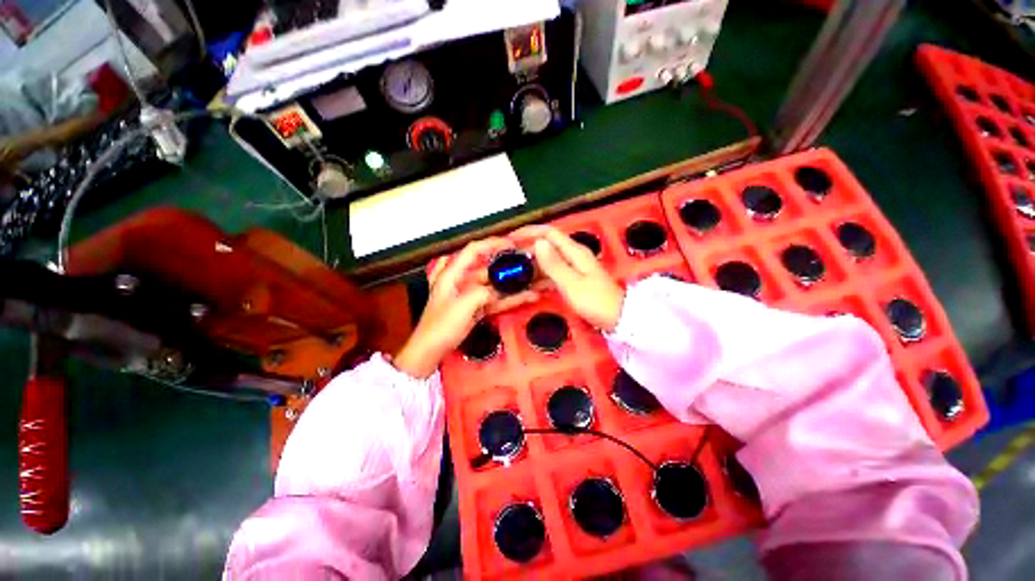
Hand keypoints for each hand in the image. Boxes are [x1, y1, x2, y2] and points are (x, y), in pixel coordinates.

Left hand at [394, 238, 538, 377]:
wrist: (430, 351)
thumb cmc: (439, 328)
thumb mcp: (461, 306)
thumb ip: (482, 293)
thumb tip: (498, 290)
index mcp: (451, 274)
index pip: (474, 250)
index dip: (493, 244)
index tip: (511, 245)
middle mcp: (461, 281)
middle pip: (488, 268)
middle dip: (507, 267)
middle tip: (527, 266)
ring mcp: (469, 295)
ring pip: (494, 285)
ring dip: (511, 285)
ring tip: (531, 283)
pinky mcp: (475, 307)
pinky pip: (494, 299)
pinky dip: (508, 299)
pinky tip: (524, 297)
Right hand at [514, 225, 625, 331]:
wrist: (618, 318)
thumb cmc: (595, 301)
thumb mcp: (571, 283)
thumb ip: (553, 263)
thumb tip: (538, 242)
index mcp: (574, 251)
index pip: (548, 233)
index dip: (529, 232)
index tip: (511, 238)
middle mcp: (573, 255)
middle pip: (547, 245)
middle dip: (527, 248)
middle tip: (508, 257)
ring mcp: (574, 267)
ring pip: (548, 260)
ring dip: (532, 263)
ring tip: (514, 270)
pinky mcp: (573, 279)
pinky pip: (552, 273)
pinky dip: (540, 276)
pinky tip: (529, 284)